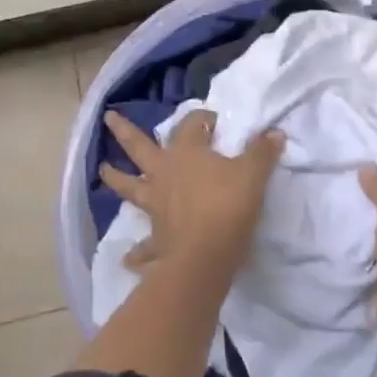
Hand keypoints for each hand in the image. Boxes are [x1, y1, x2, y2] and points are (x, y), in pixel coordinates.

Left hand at [101, 109, 283, 274]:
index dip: (202, 119)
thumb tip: (274, 132)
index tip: (213, 120)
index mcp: (186, 153)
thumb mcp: (253, 174)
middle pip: (140, 147)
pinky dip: (137, 253)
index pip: (191, 125)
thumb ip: (262, 152)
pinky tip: (128, 259)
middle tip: (108, 117)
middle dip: (124, 131)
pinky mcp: (157, 237)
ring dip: (115, 178)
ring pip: (129, 187)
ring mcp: (156, 205)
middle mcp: (164, 173)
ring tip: (102, 170)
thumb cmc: (229, 205)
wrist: (206, 255)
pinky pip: (144, 246)